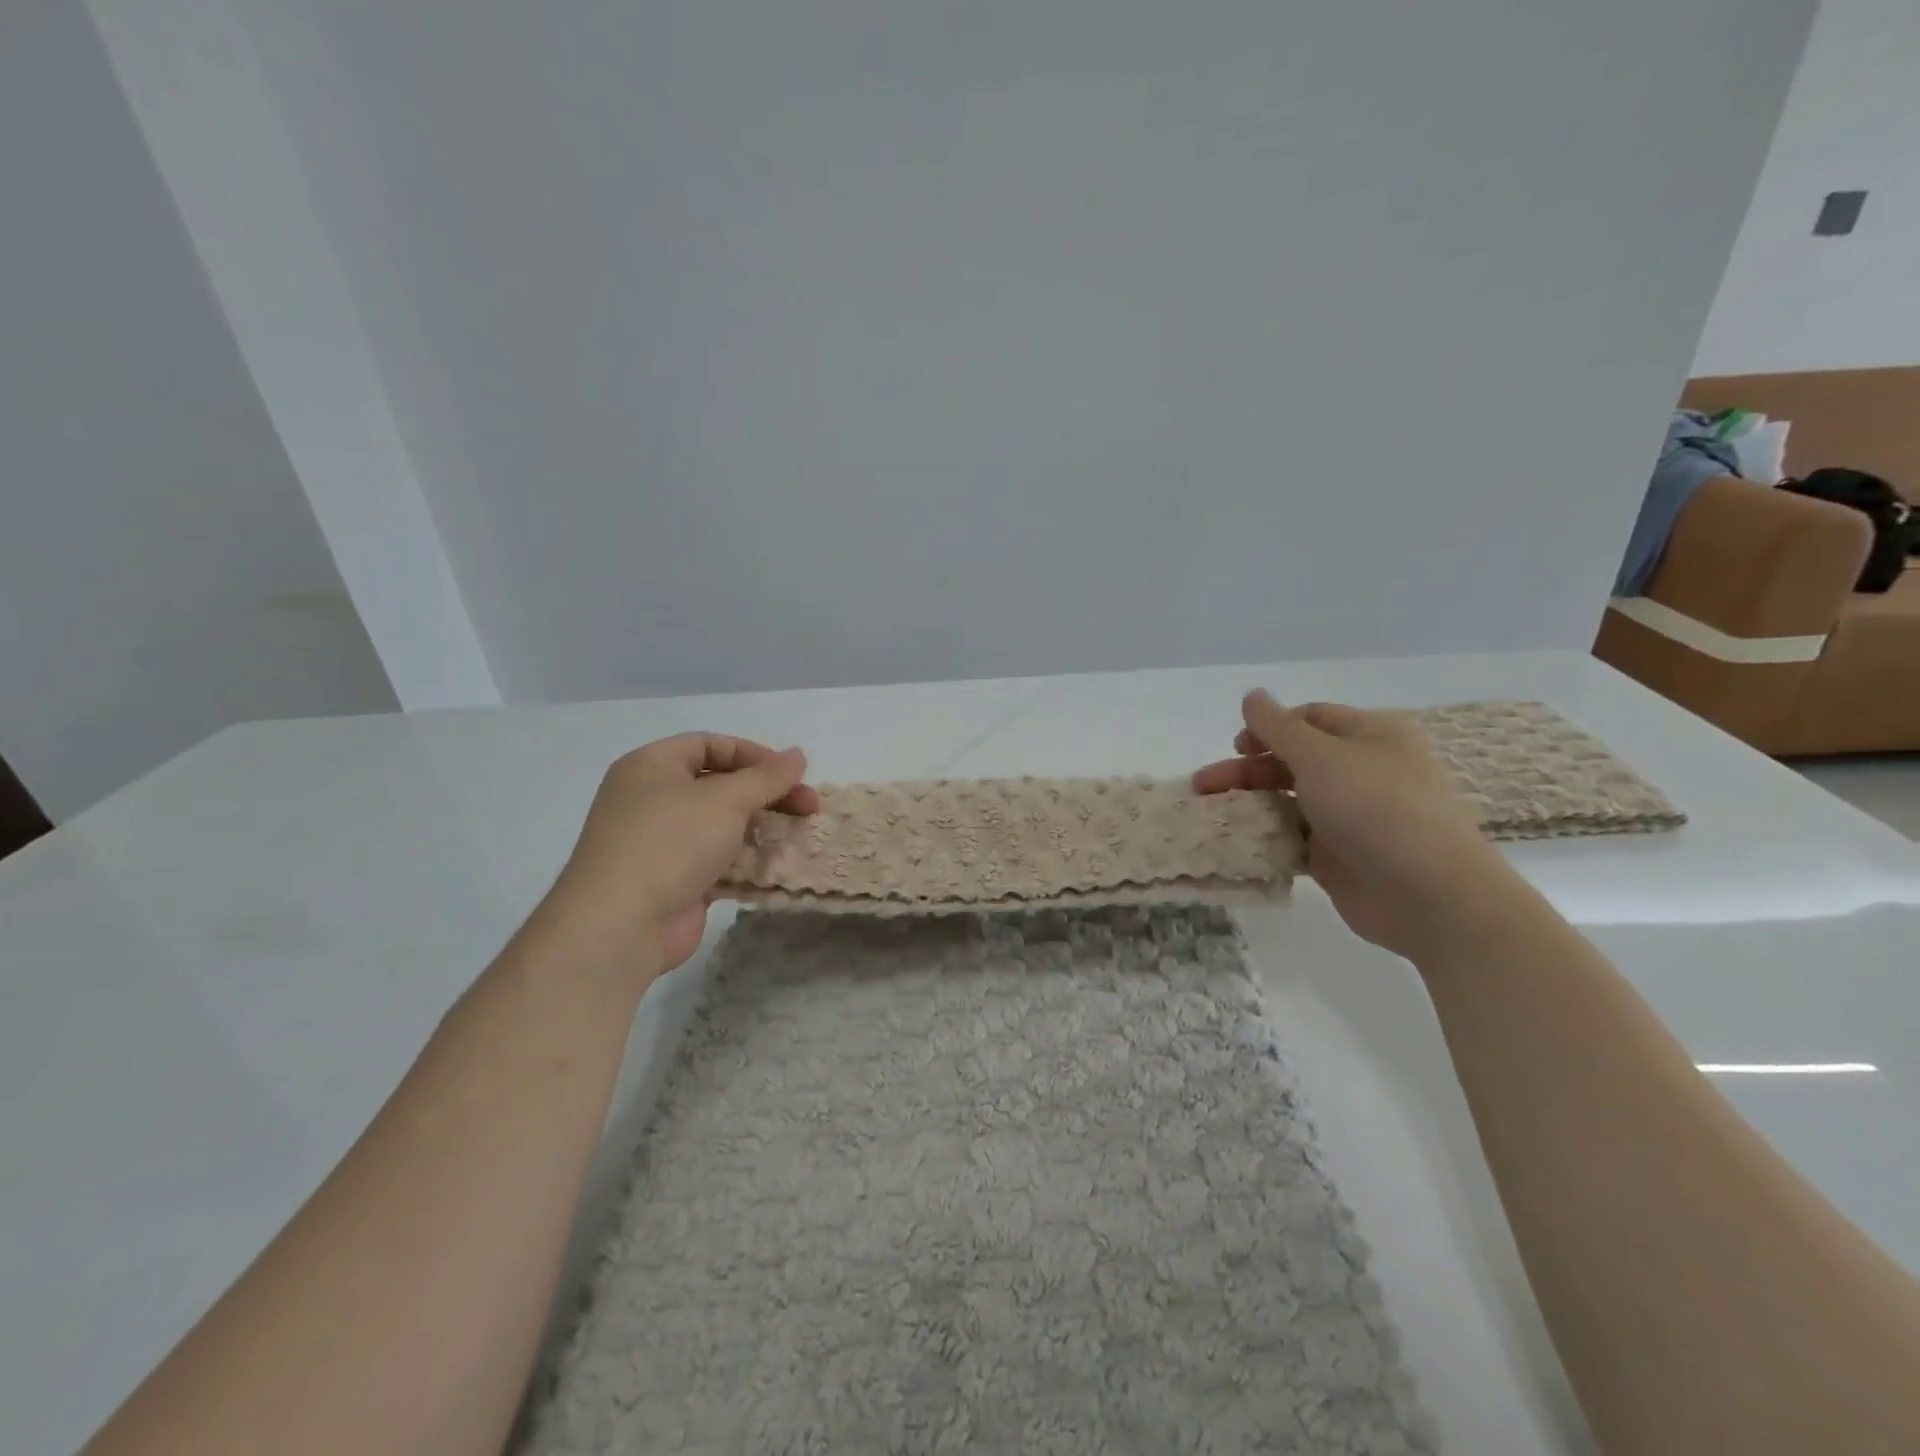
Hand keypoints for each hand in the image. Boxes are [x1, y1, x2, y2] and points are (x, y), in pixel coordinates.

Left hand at [547, 734, 818, 974]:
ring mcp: (661, 843)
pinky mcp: (674, 881)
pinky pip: (718, 861)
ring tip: (800, 835)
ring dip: (762, 828)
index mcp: (651, 766)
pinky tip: (779, 866)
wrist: (620, 925)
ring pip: (722, 825)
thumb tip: (798, 755)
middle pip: (720, 786)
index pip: (710, 745)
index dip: (754, 754)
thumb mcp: (726, 799)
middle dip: (767, 794)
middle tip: (809, 806)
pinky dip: (747, 861)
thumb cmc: (670, 842)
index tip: (791, 773)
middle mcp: (652, 799)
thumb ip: (767, 776)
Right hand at [1194, 690, 1519, 959]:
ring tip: (1211, 814)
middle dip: (1246, 769)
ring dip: (1250, 803)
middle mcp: (1361, 772)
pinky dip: (1265, 837)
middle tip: (1203, 784)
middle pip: (1292, 761)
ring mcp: (1350, 817)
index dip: (1269, 726)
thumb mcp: (1321, 756)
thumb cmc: (1377, 808)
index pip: (1311, 719)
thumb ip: (1277, 727)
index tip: (1236, 746)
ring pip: (1288, 801)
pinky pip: (1293, 839)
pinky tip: (1236, 842)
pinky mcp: (1338, 857)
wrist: (1430, 896)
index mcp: (1370, 737)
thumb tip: (1251, 695)